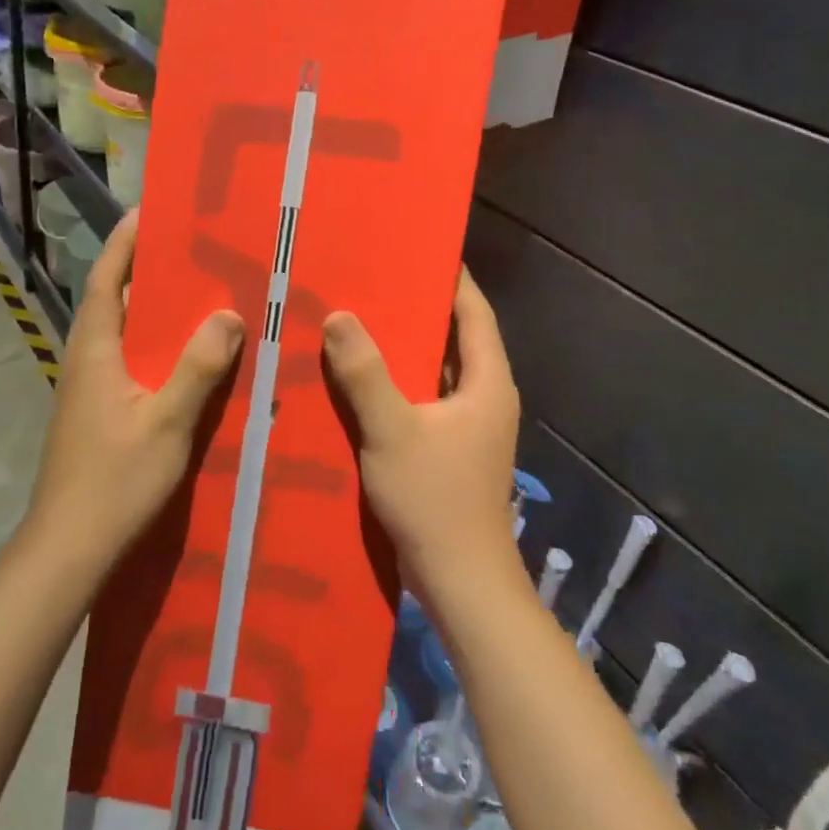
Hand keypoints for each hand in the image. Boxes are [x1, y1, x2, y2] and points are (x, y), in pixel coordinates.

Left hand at [24, 210, 243, 569]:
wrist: (68, 548)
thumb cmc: (114, 481)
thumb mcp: (167, 422)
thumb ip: (198, 368)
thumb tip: (227, 314)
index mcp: (94, 350)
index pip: (106, 279)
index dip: (123, 244)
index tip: (146, 211)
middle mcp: (85, 360)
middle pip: (114, 300)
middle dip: (145, 270)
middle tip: (189, 248)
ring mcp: (87, 388)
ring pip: (121, 333)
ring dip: (151, 309)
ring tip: (195, 294)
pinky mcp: (95, 412)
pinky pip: (127, 361)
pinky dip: (153, 345)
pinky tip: (185, 357)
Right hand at [322, 267, 522, 601]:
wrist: (461, 583)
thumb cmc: (436, 500)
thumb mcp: (392, 430)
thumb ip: (365, 373)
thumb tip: (340, 316)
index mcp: (488, 382)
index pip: (474, 312)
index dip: (451, 277)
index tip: (418, 247)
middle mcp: (486, 396)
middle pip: (456, 336)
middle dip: (419, 307)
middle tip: (375, 277)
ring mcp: (471, 425)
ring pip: (438, 369)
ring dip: (406, 345)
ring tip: (361, 316)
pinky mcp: (453, 447)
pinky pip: (426, 397)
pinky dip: (401, 380)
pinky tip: (362, 376)